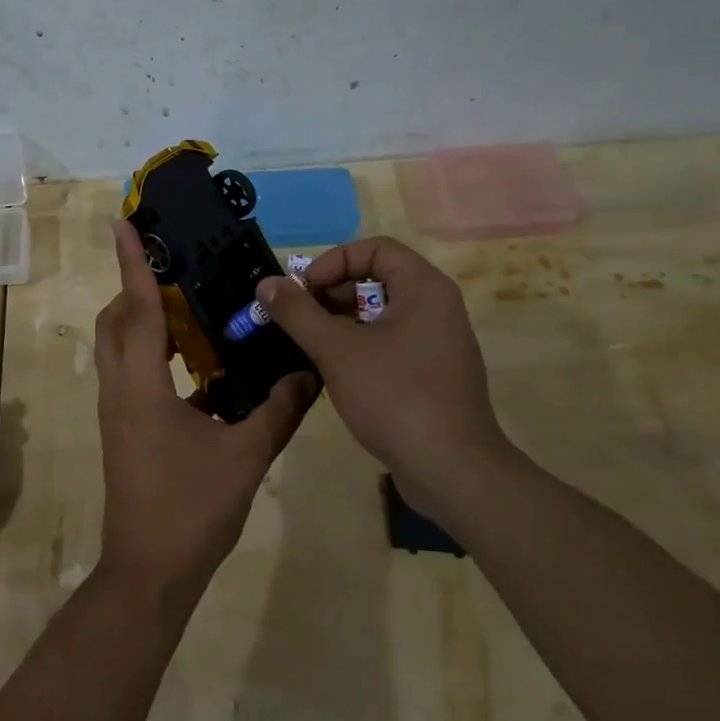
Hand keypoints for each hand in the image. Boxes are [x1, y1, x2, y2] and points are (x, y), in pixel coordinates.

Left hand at [93, 220, 317, 613]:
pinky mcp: (124, 429)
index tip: (125, 222)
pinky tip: (200, 368)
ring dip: (145, 321)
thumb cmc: (191, 510)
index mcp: (141, 386)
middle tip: (173, 267)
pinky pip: (134, 374)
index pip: (137, 309)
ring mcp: (117, 410)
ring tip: (188, 307)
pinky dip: (157, 356)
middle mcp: (120, 389)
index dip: (132, 262)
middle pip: (117, 321)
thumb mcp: (245, 457)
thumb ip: (279, 410)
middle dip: (137, 287)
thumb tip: (309, 372)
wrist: (149, 573)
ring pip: (120, 347)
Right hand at [257, 237, 504, 516]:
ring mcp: (437, 342)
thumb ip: (298, 313)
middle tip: (300, 319)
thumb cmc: (396, 397)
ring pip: (381, 313)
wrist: (452, 472)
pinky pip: (391, 342)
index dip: (333, 262)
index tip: (304, 292)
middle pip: (377, 278)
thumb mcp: (337, 351)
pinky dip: (360, 346)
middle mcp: (437, 307)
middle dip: (332, 293)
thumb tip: (267, 283)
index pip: (374, 248)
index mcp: (424, 288)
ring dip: (341, 321)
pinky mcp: (432, 373)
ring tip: (310, 345)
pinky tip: (335, 371)